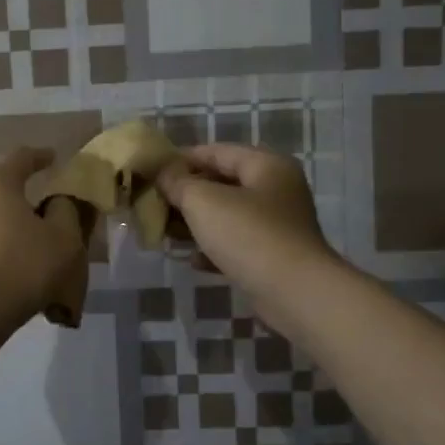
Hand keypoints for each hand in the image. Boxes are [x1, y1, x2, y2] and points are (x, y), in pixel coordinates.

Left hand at [0, 147, 84, 340]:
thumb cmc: (22, 268)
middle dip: (20, 193)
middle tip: (42, 206)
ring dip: (3, 223)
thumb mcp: (63, 240)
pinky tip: (4, 268)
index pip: (20, 157)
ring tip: (25, 243)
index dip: (40, 157)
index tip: (53, 158)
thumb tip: (57, 202)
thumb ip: (65, 212)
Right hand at [157, 143, 338, 322]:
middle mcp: (276, 189)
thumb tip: (162, 172)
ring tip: (164, 232)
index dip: (181, 158)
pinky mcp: (272, 256)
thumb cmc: (248, 235)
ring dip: (195, 222)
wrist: (294, 293)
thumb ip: (178, 182)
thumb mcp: (203, 201)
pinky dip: (212, 247)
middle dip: (185, 193)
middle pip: (221, 183)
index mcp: (266, 165)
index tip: (151, 170)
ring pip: (226, 215)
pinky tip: (189, 259)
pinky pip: (235, 243)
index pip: (216, 151)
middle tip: (153, 204)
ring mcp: (276, 225)